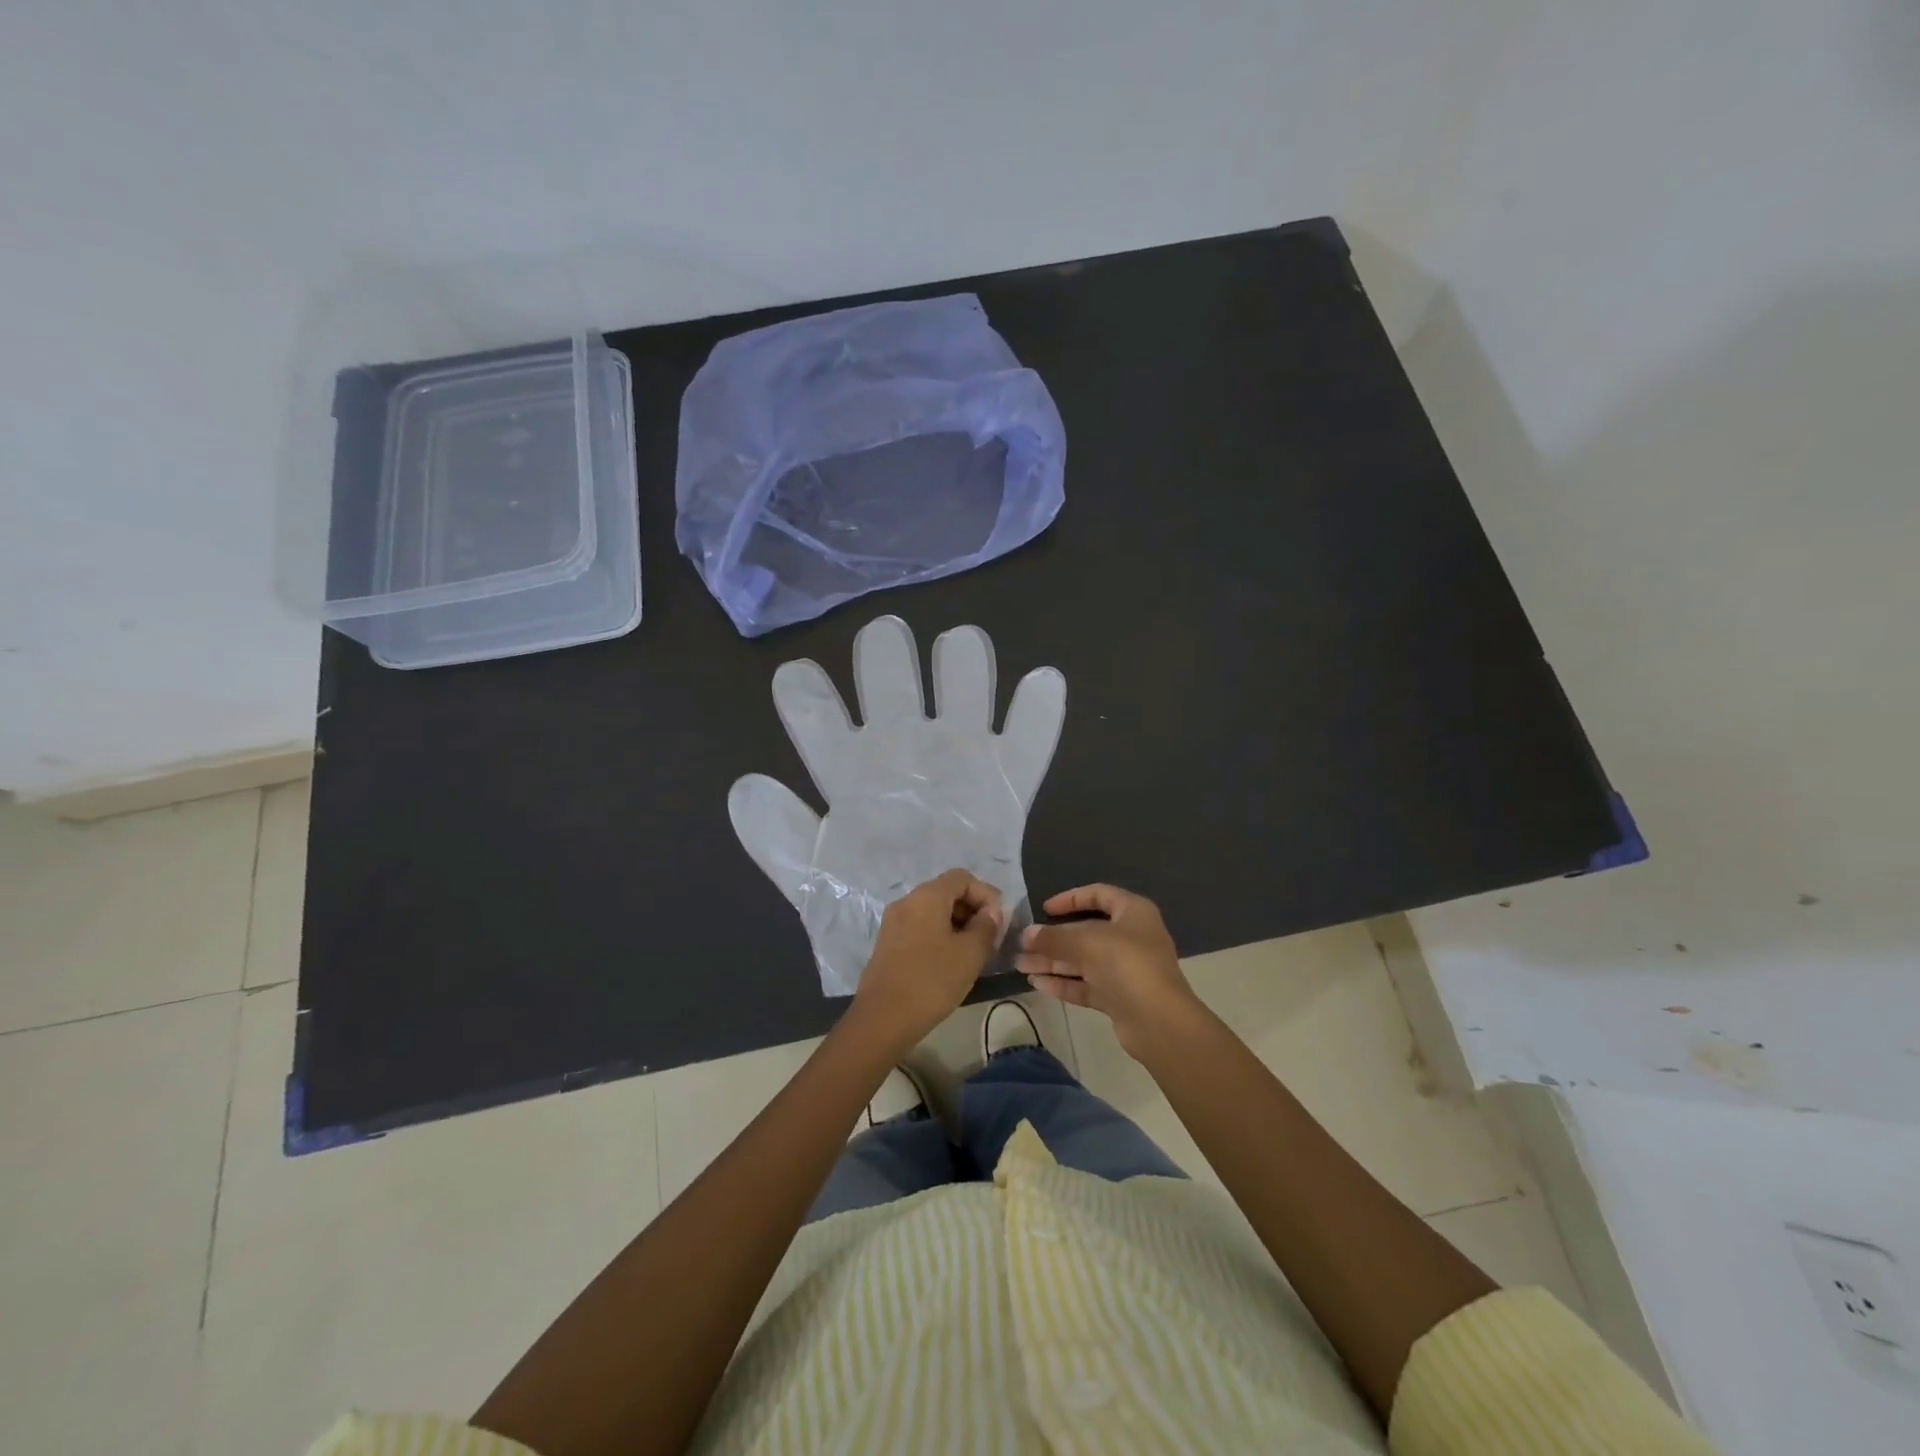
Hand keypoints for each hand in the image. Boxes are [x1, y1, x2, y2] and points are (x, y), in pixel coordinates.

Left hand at [848, 870, 1005, 1053]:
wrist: (883, 1018)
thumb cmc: (932, 980)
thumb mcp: (970, 954)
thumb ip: (986, 926)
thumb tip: (991, 912)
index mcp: (926, 897)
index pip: (962, 878)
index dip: (985, 894)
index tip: (999, 921)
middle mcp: (907, 901)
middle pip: (946, 892)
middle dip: (972, 909)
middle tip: (990, 937)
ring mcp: (894, 922)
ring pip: (933, 911)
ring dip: (957, 924)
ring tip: (974, 952)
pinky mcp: (888, 942)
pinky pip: (920, 927)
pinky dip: (940, 935)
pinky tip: (951, 961)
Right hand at [1015, 884, 1203, 1058]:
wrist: (1159, 1022)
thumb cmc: (1127, 965)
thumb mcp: (1086, 943)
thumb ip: (1054, 938)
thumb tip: (1027, 934)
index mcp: (1133, 912)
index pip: (1099, 894)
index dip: (1071, 899)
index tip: (1044, 908)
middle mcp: (1131, 937)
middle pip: (1086, 931)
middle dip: (1053, 939)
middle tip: (1022, 944)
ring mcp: (1126, 969)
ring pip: (1083, 960)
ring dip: (1053, 962)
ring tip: (1021, 966)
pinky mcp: (1119, 997)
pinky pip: (1087, 984)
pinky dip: (1064, 983)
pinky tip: (1037, 983)